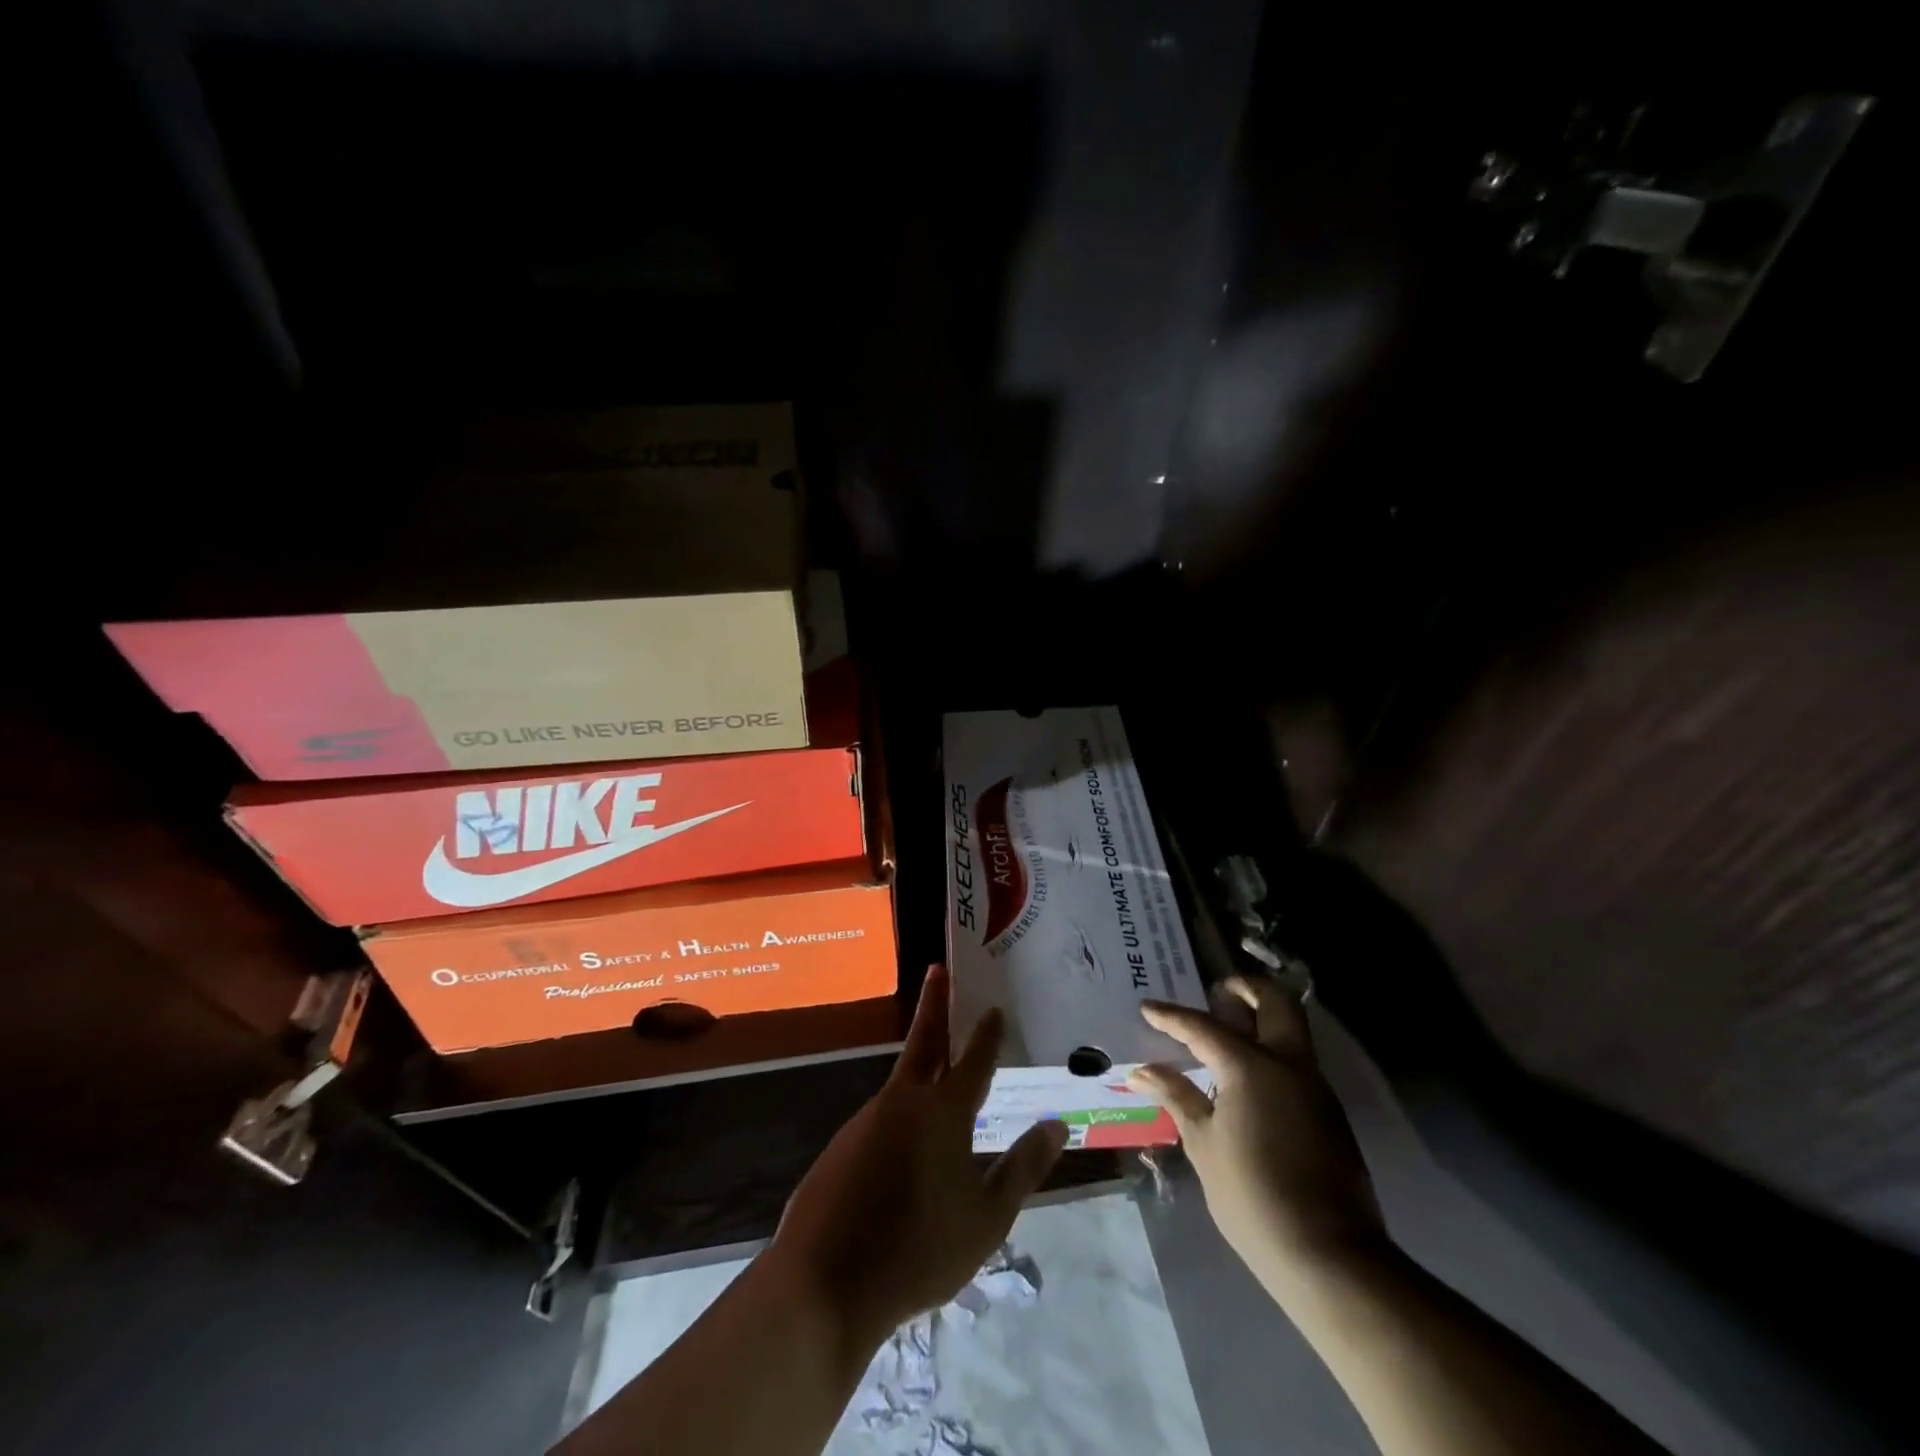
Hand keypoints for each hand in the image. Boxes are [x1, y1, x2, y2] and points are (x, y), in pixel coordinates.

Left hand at [767, 965, 1068, 1348]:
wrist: (825, 1284)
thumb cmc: (919, 1250)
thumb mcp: (988, 1218)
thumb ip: (1023, 1167)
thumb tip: (1057, 1124)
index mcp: (943, 1112)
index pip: (973, 1060)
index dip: (986, 1033)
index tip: (993, 1006)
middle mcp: (903, 1102)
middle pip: (924, 1042)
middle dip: (934, 1004)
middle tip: (938, 970)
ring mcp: (866, 1120)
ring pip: (901, 1083)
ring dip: (919, 1064)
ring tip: (937, 1064)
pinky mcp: (842, 1145)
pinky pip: (880, 1120)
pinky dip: (899, 1114)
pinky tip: (904, 1146)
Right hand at [1128, 975, 1385, 1296]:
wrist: (1328, 1256)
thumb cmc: (1252, 1196)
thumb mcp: (1203, 1145)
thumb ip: (1176, 1097)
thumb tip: (1142, 1071)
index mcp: (1251, 1067)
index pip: (1203, 1028)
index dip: (1171, 1017)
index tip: (1147, 1008)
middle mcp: (1289, 1064)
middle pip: (1275, 1002)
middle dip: (1246, 988)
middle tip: (1218, 994)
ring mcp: (1315, 1087)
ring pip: (1293, 1029)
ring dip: (1263, 1017)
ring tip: (1227, 1032)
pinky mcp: (1328, 1113)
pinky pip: (1298, 1062)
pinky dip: (1272, 1051)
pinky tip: (1248, 1078)